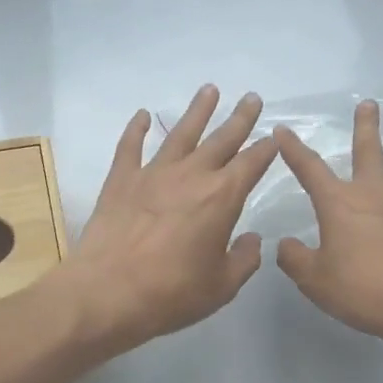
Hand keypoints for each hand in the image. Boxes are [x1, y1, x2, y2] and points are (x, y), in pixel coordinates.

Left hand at [56, 86, 278, 355]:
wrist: (108, 291)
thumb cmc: (172, 293)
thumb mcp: (222, 286)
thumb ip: (243, 259)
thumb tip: (251, 239)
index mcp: (222, 197)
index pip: (251, 163)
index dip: (266, 148)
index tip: (275, 135)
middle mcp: (191, 175)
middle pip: (221, 139)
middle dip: (240, 118)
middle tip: (252, 98)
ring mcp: (153, 173)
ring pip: (180, 133)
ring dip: (197, 111)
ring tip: (209, 90)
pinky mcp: (120, 180)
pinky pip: (130, 146)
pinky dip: (135, 129)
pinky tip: (141, 115)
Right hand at [274, 101, 382, 345]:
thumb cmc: (362, 289)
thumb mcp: (314, 280)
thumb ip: (295, 259)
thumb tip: (285, 245)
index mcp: (338, 204)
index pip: (309, 169)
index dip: (293, 149)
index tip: (283, 130)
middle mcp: (372, 195)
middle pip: (368, 152)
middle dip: (365, 127)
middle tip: (368, 104)